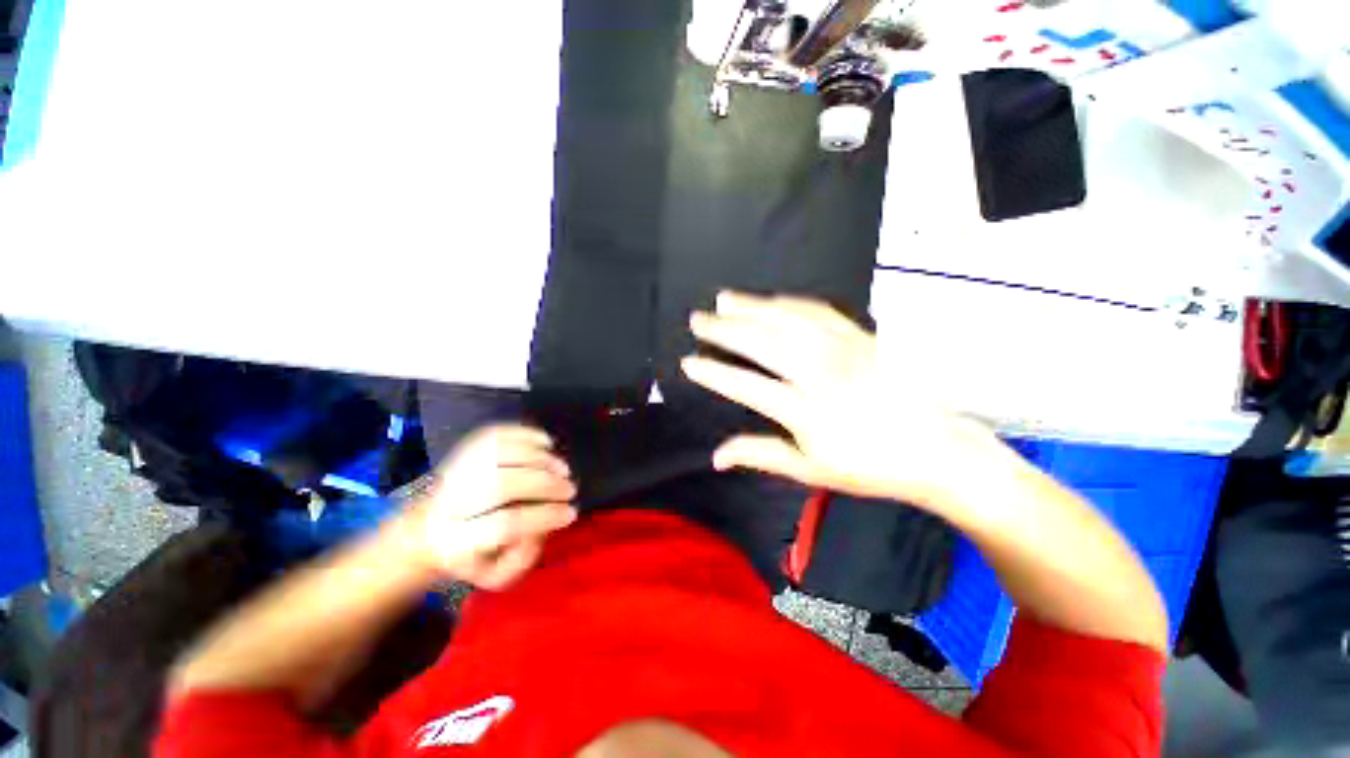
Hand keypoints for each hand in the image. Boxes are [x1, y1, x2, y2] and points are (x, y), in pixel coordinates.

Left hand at [407, 425, 576, 589]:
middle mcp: (449, 502)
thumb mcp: (495, 575)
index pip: (503, 525)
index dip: (544, 516)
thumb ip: (521, 559)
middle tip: (570, 489)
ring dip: (540, 459)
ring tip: (563, 470)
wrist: (430, 527)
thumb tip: (541, 527)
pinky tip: (547, 445)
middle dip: (545, 485)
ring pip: (500, 454)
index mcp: (455, 541)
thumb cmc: (473, 554)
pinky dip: (526, 434)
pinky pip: (496, 434)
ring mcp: (455, 471)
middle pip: (501, 484)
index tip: (571, 513)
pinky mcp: (464, 449)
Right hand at [683, 291, 1010, 510]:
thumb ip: (759, 456)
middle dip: (725, 329)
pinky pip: (820, 312)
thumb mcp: (810, 470)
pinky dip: (790, 303)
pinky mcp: (863, 338)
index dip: (714, 374)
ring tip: (725, 300)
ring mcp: (845, 351)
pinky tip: (771, 301)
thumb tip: (715, 457)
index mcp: (807, 413)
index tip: (689, 362)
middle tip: (698, 319)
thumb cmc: (870, 467)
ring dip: (752, 307)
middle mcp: (822, 375)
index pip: (747, 387)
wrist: (937, 451)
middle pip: (763, 343)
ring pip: (788, 320)